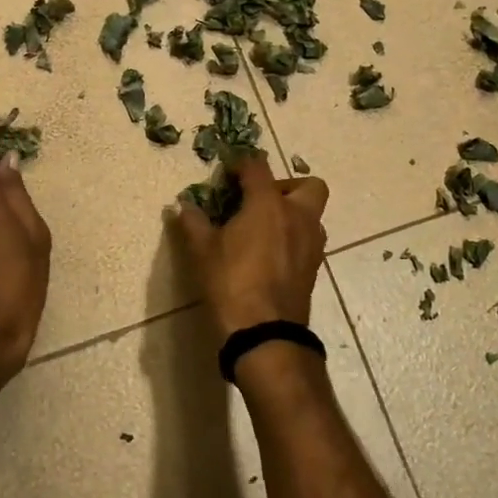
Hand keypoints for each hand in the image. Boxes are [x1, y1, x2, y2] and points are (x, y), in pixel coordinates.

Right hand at [174, 154, 328, 338]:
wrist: (265, 333)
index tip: (226, 174)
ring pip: (311, 214)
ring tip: (263, 229)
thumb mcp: (202, 251)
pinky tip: (271, 254)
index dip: (241, 164)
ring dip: (292, 213)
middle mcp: (297, 216)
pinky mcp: (314, 267)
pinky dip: (294, 237)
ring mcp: (312, 243)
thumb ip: (193, 222)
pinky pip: (309, 239)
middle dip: (285, 186)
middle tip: (259, 200)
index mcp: (268, 204)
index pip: (258, 167)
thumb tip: (183, 206)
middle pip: (307, 185)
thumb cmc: (231, 283)